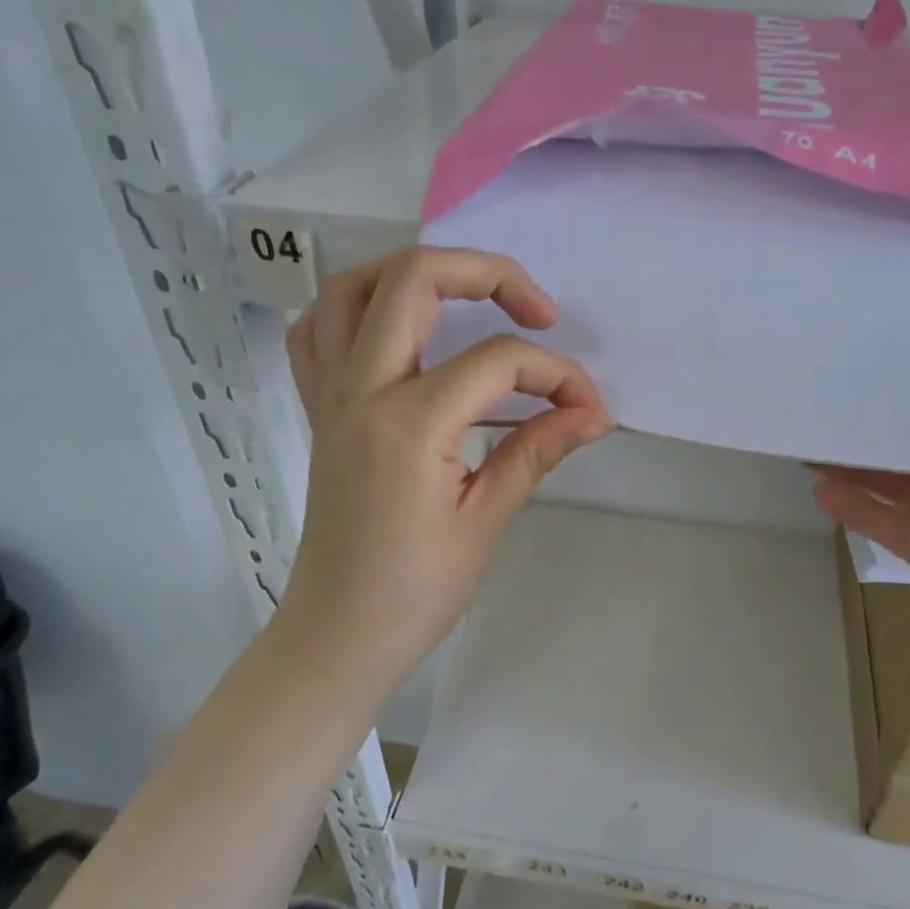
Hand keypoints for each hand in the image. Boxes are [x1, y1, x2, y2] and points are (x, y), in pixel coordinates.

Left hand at [281, 247, 612, 694]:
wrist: (338, 636)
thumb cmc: (415, 592)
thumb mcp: (486, 521)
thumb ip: (537, 451)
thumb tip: (592, 414)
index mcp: (409, 423)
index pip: (497, 362)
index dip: (557, 375)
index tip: (588, 410)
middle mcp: (361, 390)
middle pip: (415, 280)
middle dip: (489, 274)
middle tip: (538, 311)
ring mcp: (331, 395)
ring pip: (352, 288)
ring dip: (414, 273)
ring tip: (467, 294)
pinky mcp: (319, 409)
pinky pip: (317, 331)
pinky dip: (356, 308)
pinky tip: (396, 327)